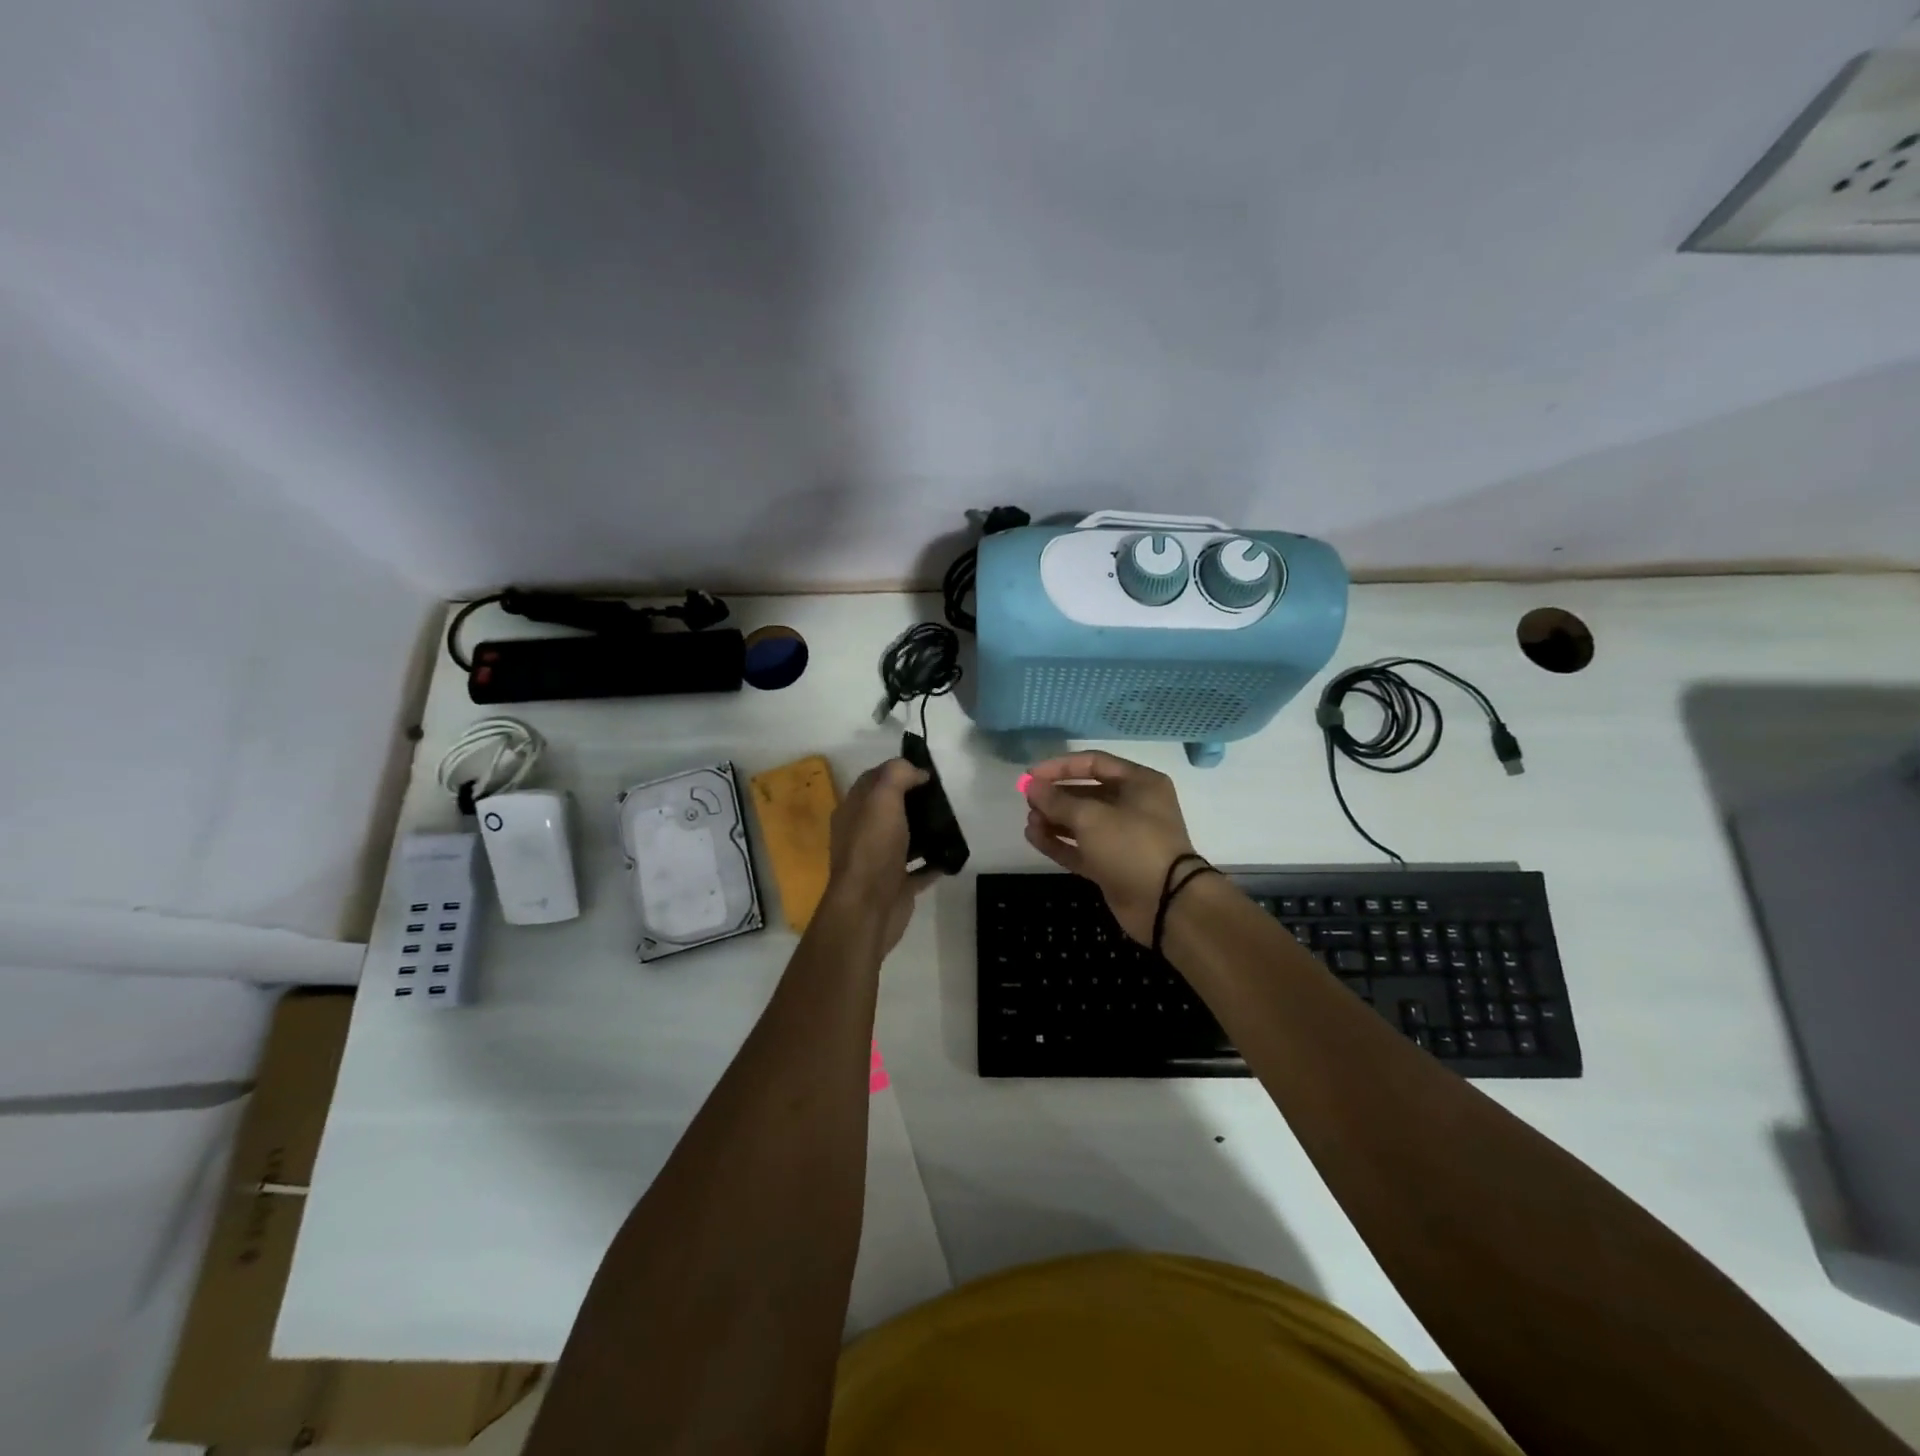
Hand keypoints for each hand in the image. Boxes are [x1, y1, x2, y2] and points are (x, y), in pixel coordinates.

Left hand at [825, 757, 935, 954]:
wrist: (868, 908)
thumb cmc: (872, 848)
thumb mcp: (882, 798)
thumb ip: (897, 775)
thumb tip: (917, 772)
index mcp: (853, 811)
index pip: (873, 780)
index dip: (897, 771)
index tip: (926, 771)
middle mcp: (863, 834)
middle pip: (890, 809)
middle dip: (915, 800)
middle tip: (943, 796)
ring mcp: (880, 861)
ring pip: (905, 838)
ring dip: (926, 830)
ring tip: (951, 822)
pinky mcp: (897, 885)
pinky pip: (919, 868)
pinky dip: (934, 861)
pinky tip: (952, 854)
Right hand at [1024, 752, 1196, 943]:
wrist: (1165, 903)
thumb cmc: (1132, 846)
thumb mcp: (1091, 817)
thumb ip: (1057, 800)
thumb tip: (1031, 786)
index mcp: (1139, 783)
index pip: (1094, 763)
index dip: (1060, 767)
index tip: (1030, 776)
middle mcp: (1133, 806)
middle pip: (1086, 793)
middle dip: (1055, 796)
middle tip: (1028, 801)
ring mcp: (1123, 838)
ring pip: (1081, 822)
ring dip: (1054, 820)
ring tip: (1030, 822)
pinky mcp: (1112, 865)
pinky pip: (1080, 848)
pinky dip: (1058, 842)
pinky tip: (1034, 837)